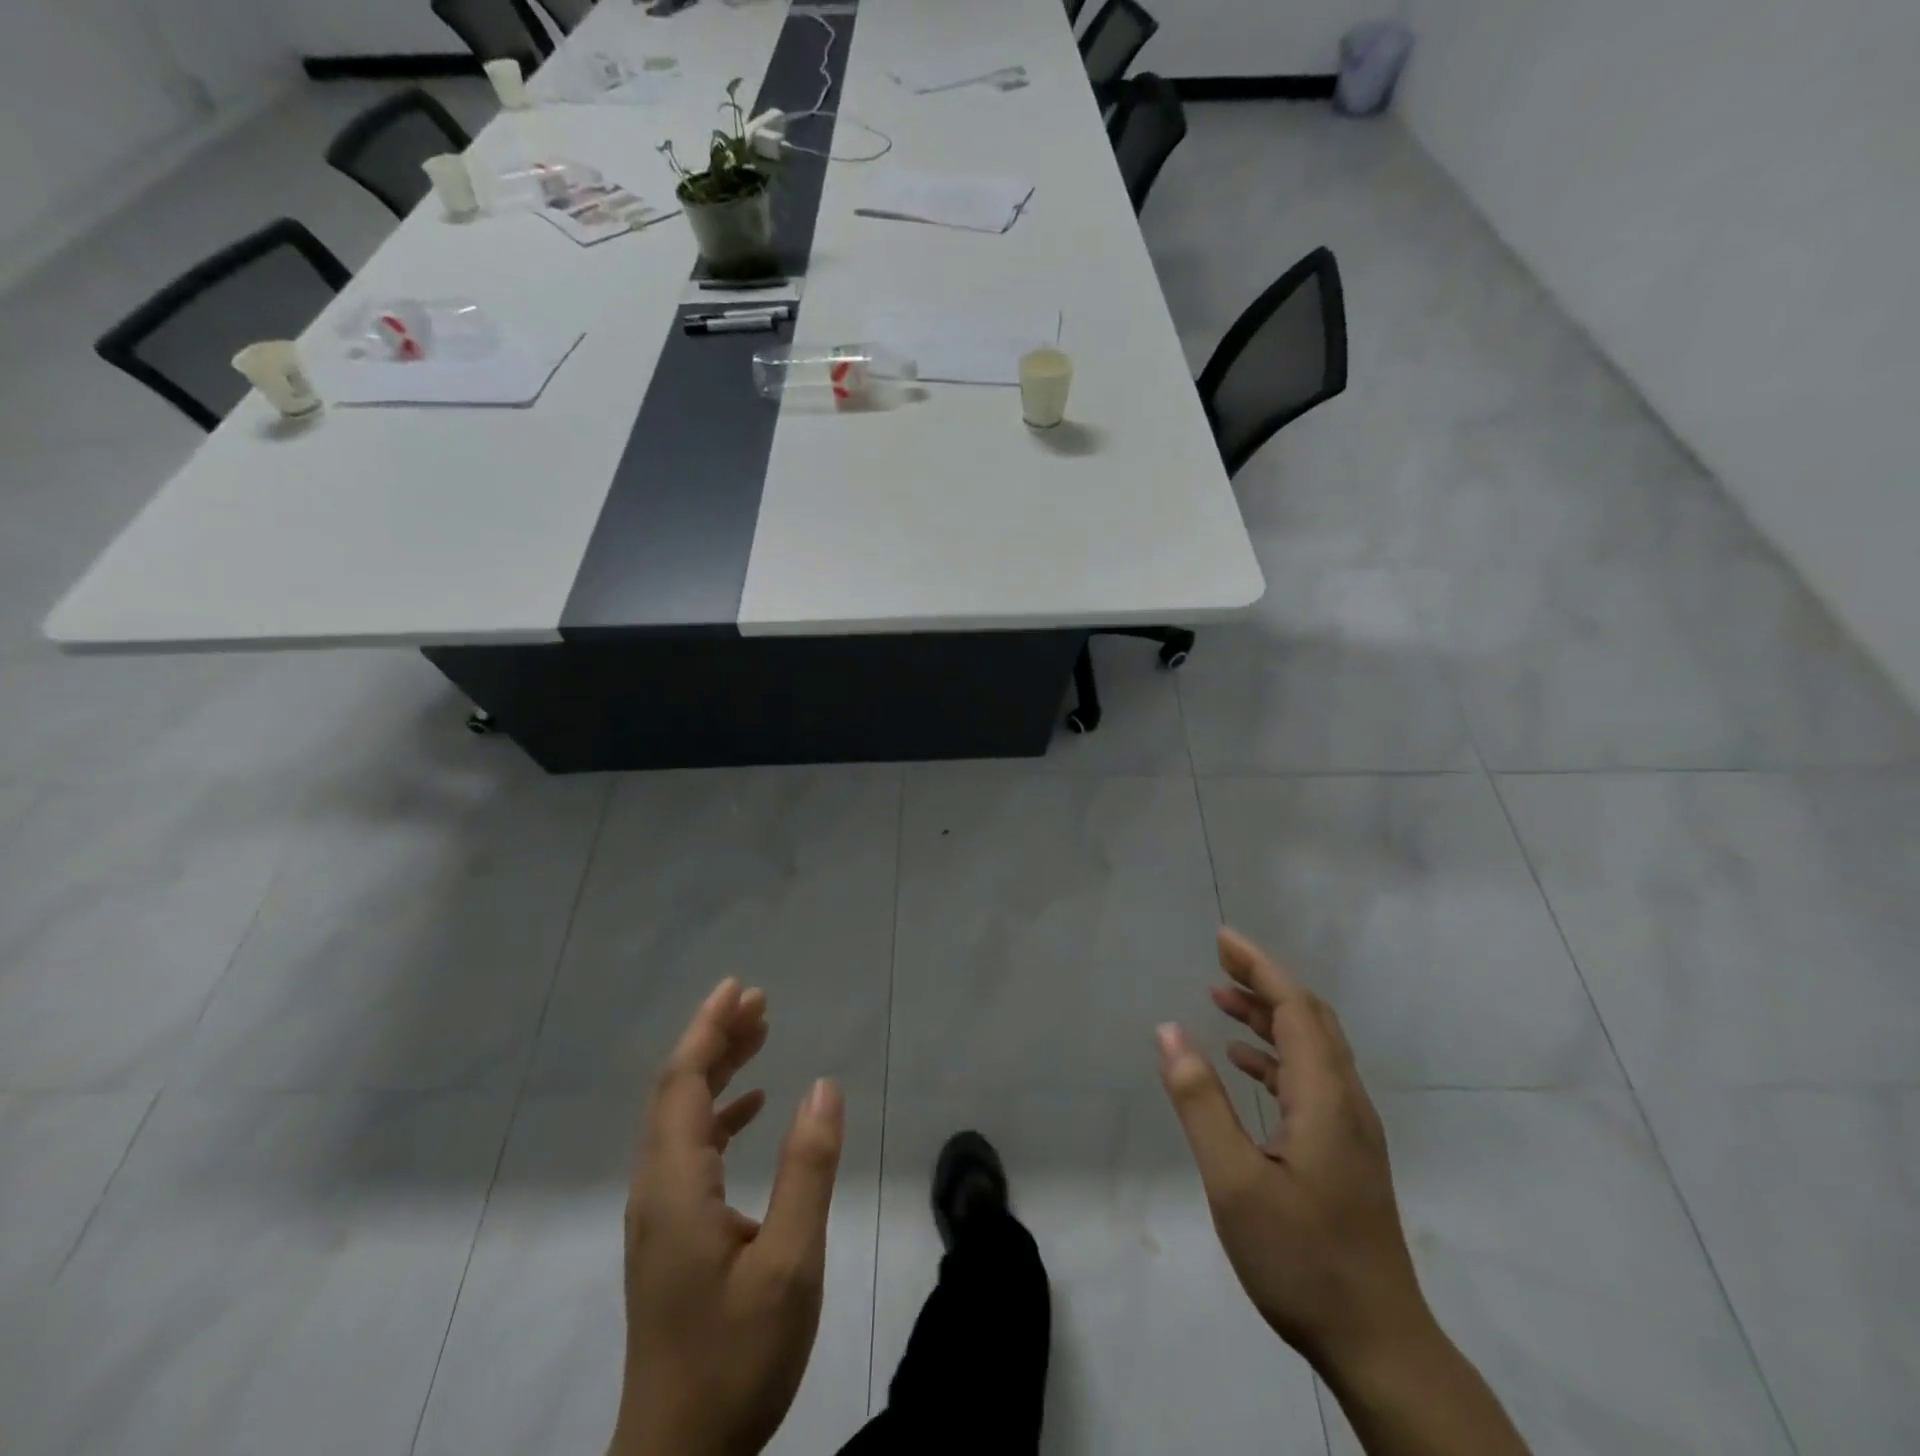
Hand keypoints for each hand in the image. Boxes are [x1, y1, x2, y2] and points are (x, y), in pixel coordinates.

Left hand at [609, 979, 844, 1455]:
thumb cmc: (735, 1359)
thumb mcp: (789, 1264)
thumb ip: (807, 1170)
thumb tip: (824, 1085)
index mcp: (675, 1186)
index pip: (683, 1083)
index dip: (708, 1029)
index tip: (739, 988)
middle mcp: (657, 1188)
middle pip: (677, 1091)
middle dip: (715, 1038)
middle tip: (758, 1001)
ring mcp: (659, 1213)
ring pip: (682, 1118)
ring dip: (718, 1070)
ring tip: (760, 1035)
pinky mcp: (670, 1235)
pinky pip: (690, 1149)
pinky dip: (720, 1114)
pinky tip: (754, 1108)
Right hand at [1155, 928, 1427, 1373]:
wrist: (1379, 1344)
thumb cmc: (1302, 1259)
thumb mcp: (1234, 1181)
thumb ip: (1200, 1101)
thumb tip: (1169, 1030)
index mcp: (1325, 1097)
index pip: (1294, 1008)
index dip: (1259, 966)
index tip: (1223, 938)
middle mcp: (1346, 1101)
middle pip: (1310, 1018)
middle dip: (1265, 980)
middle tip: (1220, 957)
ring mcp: (1350, 1128)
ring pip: (1312, 1048)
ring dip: (1268, 1016)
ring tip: (1221, 998)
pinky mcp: (1345, 1152)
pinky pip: (1311, 1079)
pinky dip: (1275, 1055)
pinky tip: (1243, 1064)